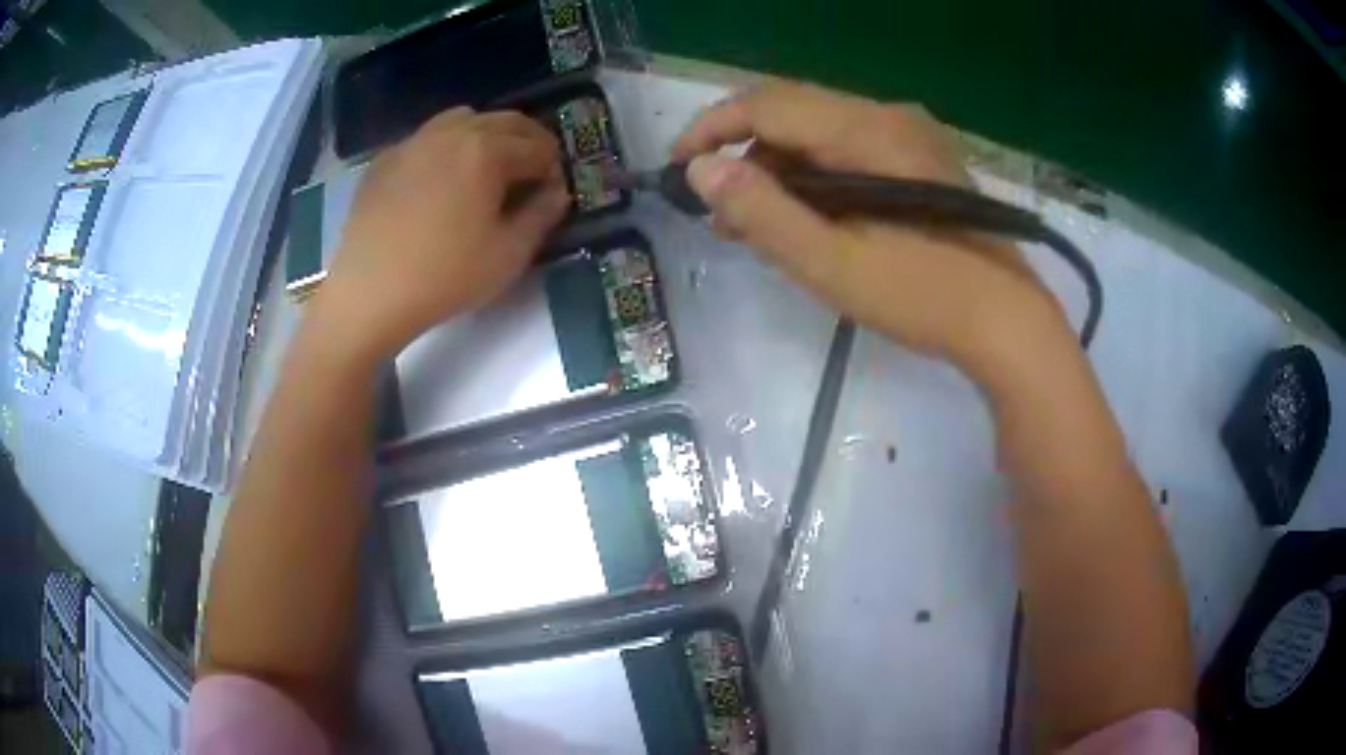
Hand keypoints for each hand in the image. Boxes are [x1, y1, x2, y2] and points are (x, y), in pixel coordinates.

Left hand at [316, 108, 568, 359]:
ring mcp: (413, 142)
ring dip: (485, 134)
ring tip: (485, 167)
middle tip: (530, 172)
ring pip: (462, 119)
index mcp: (487, 150)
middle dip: (527, 141)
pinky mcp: (384, 160)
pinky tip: (438, 180)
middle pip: (504, 121)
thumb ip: (542, 215)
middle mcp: (452, 132)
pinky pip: (425, 138)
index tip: (551, 191)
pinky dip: (445, 146)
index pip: (537, 146)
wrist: (369, 294)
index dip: (553, 167)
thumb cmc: (445, 276)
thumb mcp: (509, 254)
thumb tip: (557, 191)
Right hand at [672, 81, 1065, 370]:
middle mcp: (887, 116)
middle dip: (743, 154)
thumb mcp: (832, 261)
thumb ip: (763, 211)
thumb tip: (702, 171)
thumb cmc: (922, 295)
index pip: (768, 104)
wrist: (1007, 321)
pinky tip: (805, 217)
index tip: (676, 167)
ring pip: (819, 132)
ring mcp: (909, 136)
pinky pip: (848, 150)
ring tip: (754, 224)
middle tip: (716, 210)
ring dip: (778, 169)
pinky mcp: (920, 160)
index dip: (712, 128)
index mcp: (867, 130)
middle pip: (792, 112)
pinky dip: (814, 177)